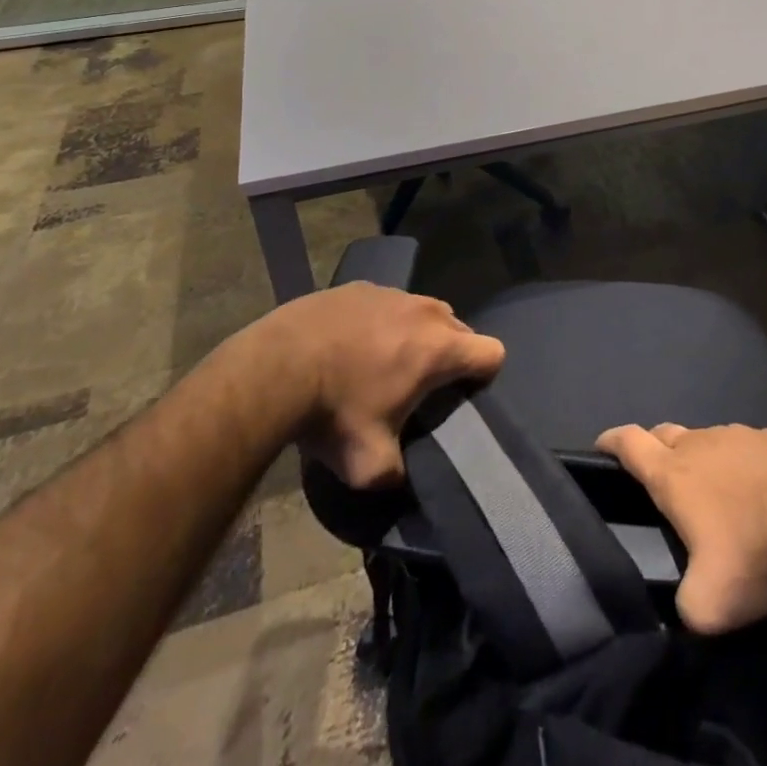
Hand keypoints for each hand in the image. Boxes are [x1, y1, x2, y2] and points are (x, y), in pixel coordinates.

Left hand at [262, 283, 503, 488]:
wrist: (273, 367)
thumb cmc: (332, 412)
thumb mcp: (368, 465)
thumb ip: (396, 475)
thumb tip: (398, 479)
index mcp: (439, 347)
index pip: (492, 352)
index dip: (485, 375)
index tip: (462, 394)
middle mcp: (424, 311)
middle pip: (458, 328)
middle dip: (447, 353)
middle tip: (418, 385)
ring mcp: (390, 292)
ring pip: (420, 311)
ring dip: (413, 334)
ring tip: (380, 362)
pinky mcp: (357, 286)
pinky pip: (384, 303)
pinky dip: (377, 322)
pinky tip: (347, 344)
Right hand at [595, 422, 766, 634]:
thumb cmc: (753, 553)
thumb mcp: (708, 604)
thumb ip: (683, 606)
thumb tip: (682, 607)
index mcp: (673, 474)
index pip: (629, 443)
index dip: (611, 441)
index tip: (601, 444)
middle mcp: (700, 443)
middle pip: (665, 434)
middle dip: (656, 449)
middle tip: (660, 478)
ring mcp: (738, 434)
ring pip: (707, 439)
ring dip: (703, 459)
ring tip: (718, 494)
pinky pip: (746, 447)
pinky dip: (742, 464)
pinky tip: (760, 491)